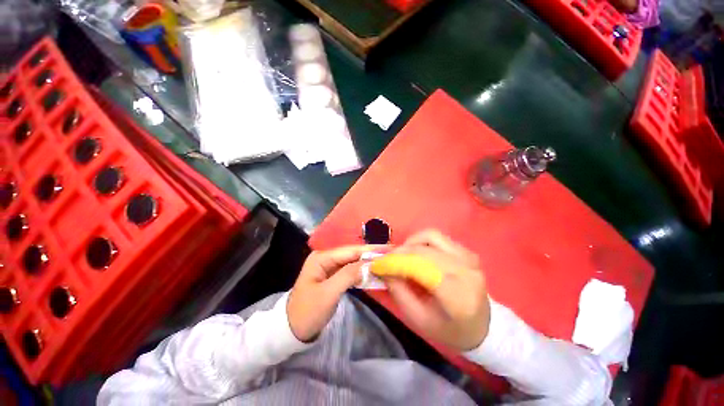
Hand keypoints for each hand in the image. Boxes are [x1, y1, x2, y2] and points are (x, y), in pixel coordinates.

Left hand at [287, 245, 385, 341]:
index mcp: (321, 258)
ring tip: (385, 260)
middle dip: (370, 254)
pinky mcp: (332, 276)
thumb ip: (347, 276)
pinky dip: (361, 272)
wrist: (292, 330)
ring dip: (367, 262)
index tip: (387, 249)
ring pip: (352, 262)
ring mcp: (329, 267)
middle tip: (390, 253)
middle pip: (352, 254)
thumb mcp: (328, 294)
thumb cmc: (307, 312)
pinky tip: (372, 271)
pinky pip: (349, 271)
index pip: (349, 250)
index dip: (369, 249)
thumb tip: (368, 264)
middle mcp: (325, 258)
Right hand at [385, 230, 489, 350]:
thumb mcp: (418, 319)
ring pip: (429, 236)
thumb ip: (398, 291)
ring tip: (401, 256)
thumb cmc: (450, 330)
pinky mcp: (466, 251)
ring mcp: (468, 257)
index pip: (420, 267)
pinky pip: (437, 237)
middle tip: (386, 260)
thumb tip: (383, 268)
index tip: (377, 264)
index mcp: (457, 295)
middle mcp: (465, 270)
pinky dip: (421, 242)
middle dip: (399, 252)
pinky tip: (416, 254)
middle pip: (423, 250)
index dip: (395, 263)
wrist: (484, 327)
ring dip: (410, 243)